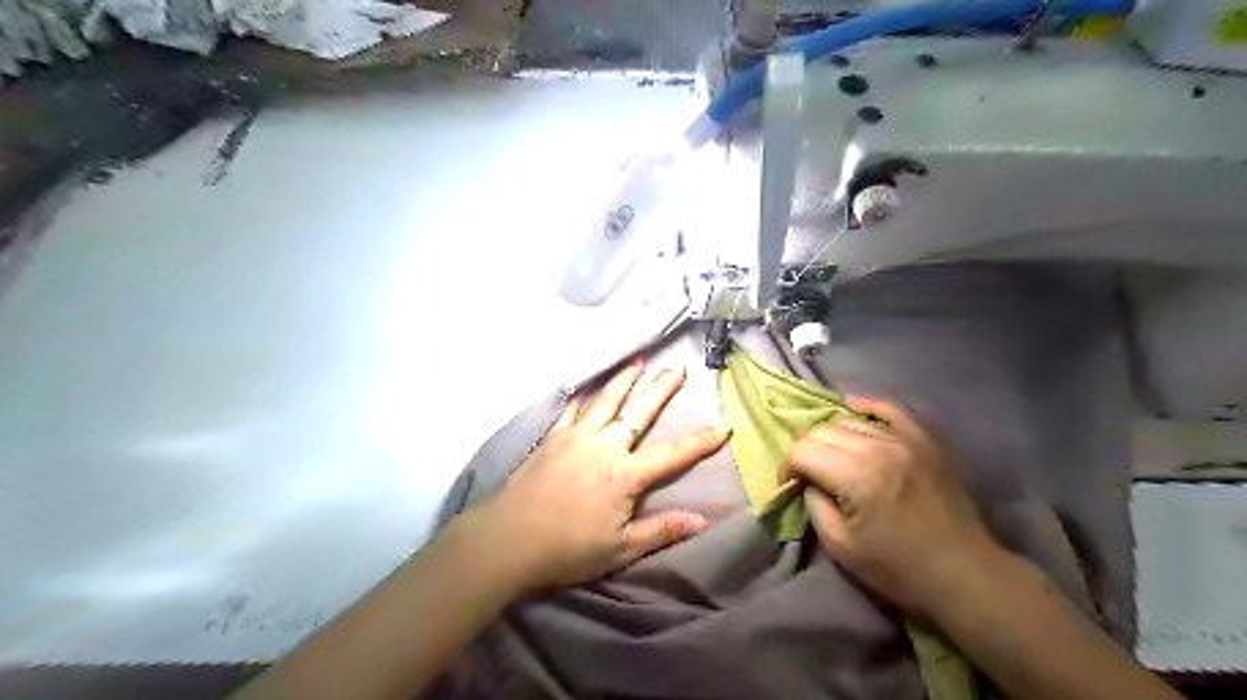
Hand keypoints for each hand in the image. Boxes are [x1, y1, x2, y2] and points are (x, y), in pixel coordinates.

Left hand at [469, 360, 732, 595]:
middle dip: (660, 389)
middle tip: (676, 368)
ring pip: (605, 401)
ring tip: (637, 362)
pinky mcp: (552, 438)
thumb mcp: (620, 549)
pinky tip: (589, 387)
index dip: (700, 442)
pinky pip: (572, 410)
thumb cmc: (567, 549)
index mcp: (625, 475)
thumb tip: (703, 520)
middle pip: (638, 412)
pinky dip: (584, 396)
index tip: (723, 426)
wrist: (507, 540)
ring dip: (623, 380)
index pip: (672, 454)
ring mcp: (575, 437)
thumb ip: (661, 530)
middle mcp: (603, 446)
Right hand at [786, 397, 1000, 615]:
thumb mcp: (840, 546)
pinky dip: (868, 405)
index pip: (803, 450)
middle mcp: (878, 448)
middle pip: (823, 430)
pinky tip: (854, 406)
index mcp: (855, 476)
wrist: (963, 573)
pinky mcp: (924, 440)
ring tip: (834, 458)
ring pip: (850, 420)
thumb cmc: (898, 568)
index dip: (788, 466)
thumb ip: (814, 503)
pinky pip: (890, 409)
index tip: (790, 484)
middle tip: (809, 474)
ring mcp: (904, 440)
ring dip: (832, 437)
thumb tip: (807, 480)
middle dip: (807, 451)